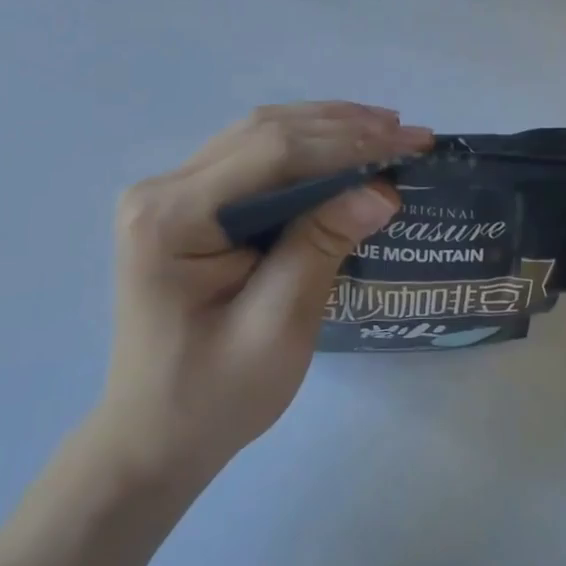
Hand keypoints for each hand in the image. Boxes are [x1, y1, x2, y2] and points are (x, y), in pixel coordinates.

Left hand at [95, 102, 432, 484]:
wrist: (155, 437)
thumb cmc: (214, 396)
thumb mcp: (276, 328)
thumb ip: (321, 247)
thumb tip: (380, 190)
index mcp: (171, 217)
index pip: (273, 154)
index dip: (348, 143)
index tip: (410, 143)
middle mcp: (164, 189)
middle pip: (266, 133)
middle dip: (345, 128)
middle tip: (410, 133)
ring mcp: (173, 192)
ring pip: (261, 135)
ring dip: (328, 129)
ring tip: (388, 130)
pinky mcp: (189, 203)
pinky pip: (255, 158)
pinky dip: (307, 149)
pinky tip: (345, 147)